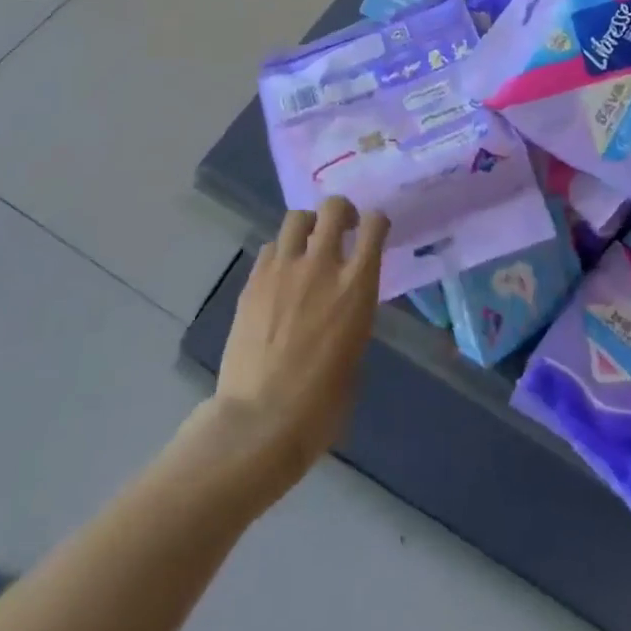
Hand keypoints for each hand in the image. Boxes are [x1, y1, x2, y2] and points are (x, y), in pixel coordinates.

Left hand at [213, 198, 389, 495]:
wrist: (259, 422)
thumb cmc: (321, 405)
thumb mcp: (355, 354)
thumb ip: (353, 315)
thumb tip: (343, 305)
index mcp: (356, 286)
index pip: (375, 226)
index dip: (377, 221)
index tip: (373, 230)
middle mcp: (321, 266)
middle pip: (333, 208)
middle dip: (341, 211)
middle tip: (342, 228)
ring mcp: (283, 270)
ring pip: (297, 218)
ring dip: (308, 226)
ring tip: (308, 245)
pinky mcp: (253, 282)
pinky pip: (271, 248)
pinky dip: (281, 253)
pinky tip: (281, 275)